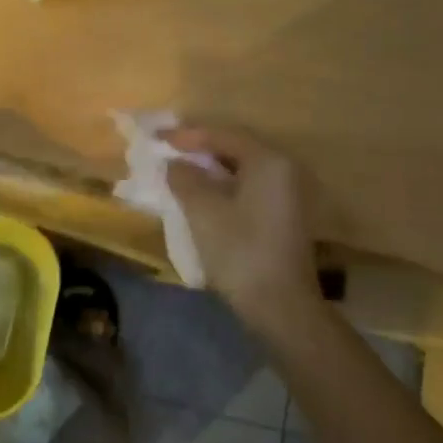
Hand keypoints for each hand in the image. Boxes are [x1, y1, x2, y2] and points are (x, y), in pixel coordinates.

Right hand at [164, 125, 323, 337]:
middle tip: (166, 150)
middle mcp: (283, 171)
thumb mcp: (203, 210)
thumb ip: (185, 179)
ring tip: (177, 172)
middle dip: (199, 149)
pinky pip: (246, 189)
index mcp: (267, 162)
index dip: (187, 135)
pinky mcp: (281, 218)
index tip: (156, 137)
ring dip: (208, 170)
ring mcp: (285, 196)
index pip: (223, 135)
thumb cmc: (240, 251)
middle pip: (235, 149)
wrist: (281, 307)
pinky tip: (199, 197)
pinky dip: (221, 187)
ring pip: (240, 171)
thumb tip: (175, 164)